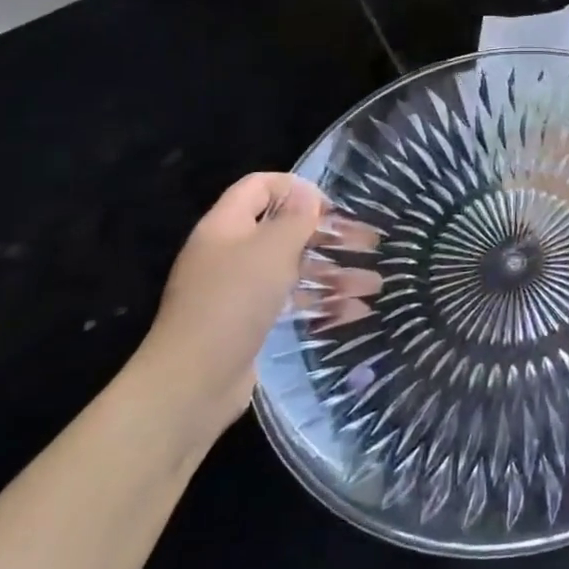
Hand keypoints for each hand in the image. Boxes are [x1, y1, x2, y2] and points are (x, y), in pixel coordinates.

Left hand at [128, 173, 378, 436]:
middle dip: (329, 235)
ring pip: (294, 269)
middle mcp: (231, 253)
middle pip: (285, 230)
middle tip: (370, 243)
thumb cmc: (234, 301)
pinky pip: (290, 302)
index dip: (296, 188)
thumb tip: (306, 194)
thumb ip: (294, 218)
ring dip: (334, 272)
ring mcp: (239, 290)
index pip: (260, 186)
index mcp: (227, 226)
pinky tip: (354, 311)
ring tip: (374, 284)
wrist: (193, 382)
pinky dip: (321, 303)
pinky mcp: (250, 322)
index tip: (331, 207)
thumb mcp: (271, 250)